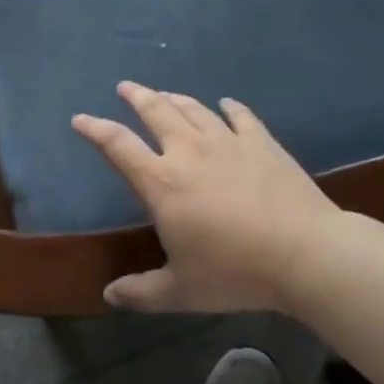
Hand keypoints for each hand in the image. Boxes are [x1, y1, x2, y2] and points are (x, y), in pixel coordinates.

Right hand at [72, 83, 345, 312]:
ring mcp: (227, 141)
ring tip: (164, 94)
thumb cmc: (235, 272)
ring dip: (174, 98)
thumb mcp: (182, 291)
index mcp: (162, 182)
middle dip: (137, 96)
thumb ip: (142, 292)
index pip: (118, 146)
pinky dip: (229, 107)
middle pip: (156, 111)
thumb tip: (109, 295)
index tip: (80, 119)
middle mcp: (189, 151)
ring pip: (193, 109)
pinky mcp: (261, 142)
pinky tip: (226, 103)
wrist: (304, 252)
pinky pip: (240, 116)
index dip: (95, 129)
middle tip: (125, 87)